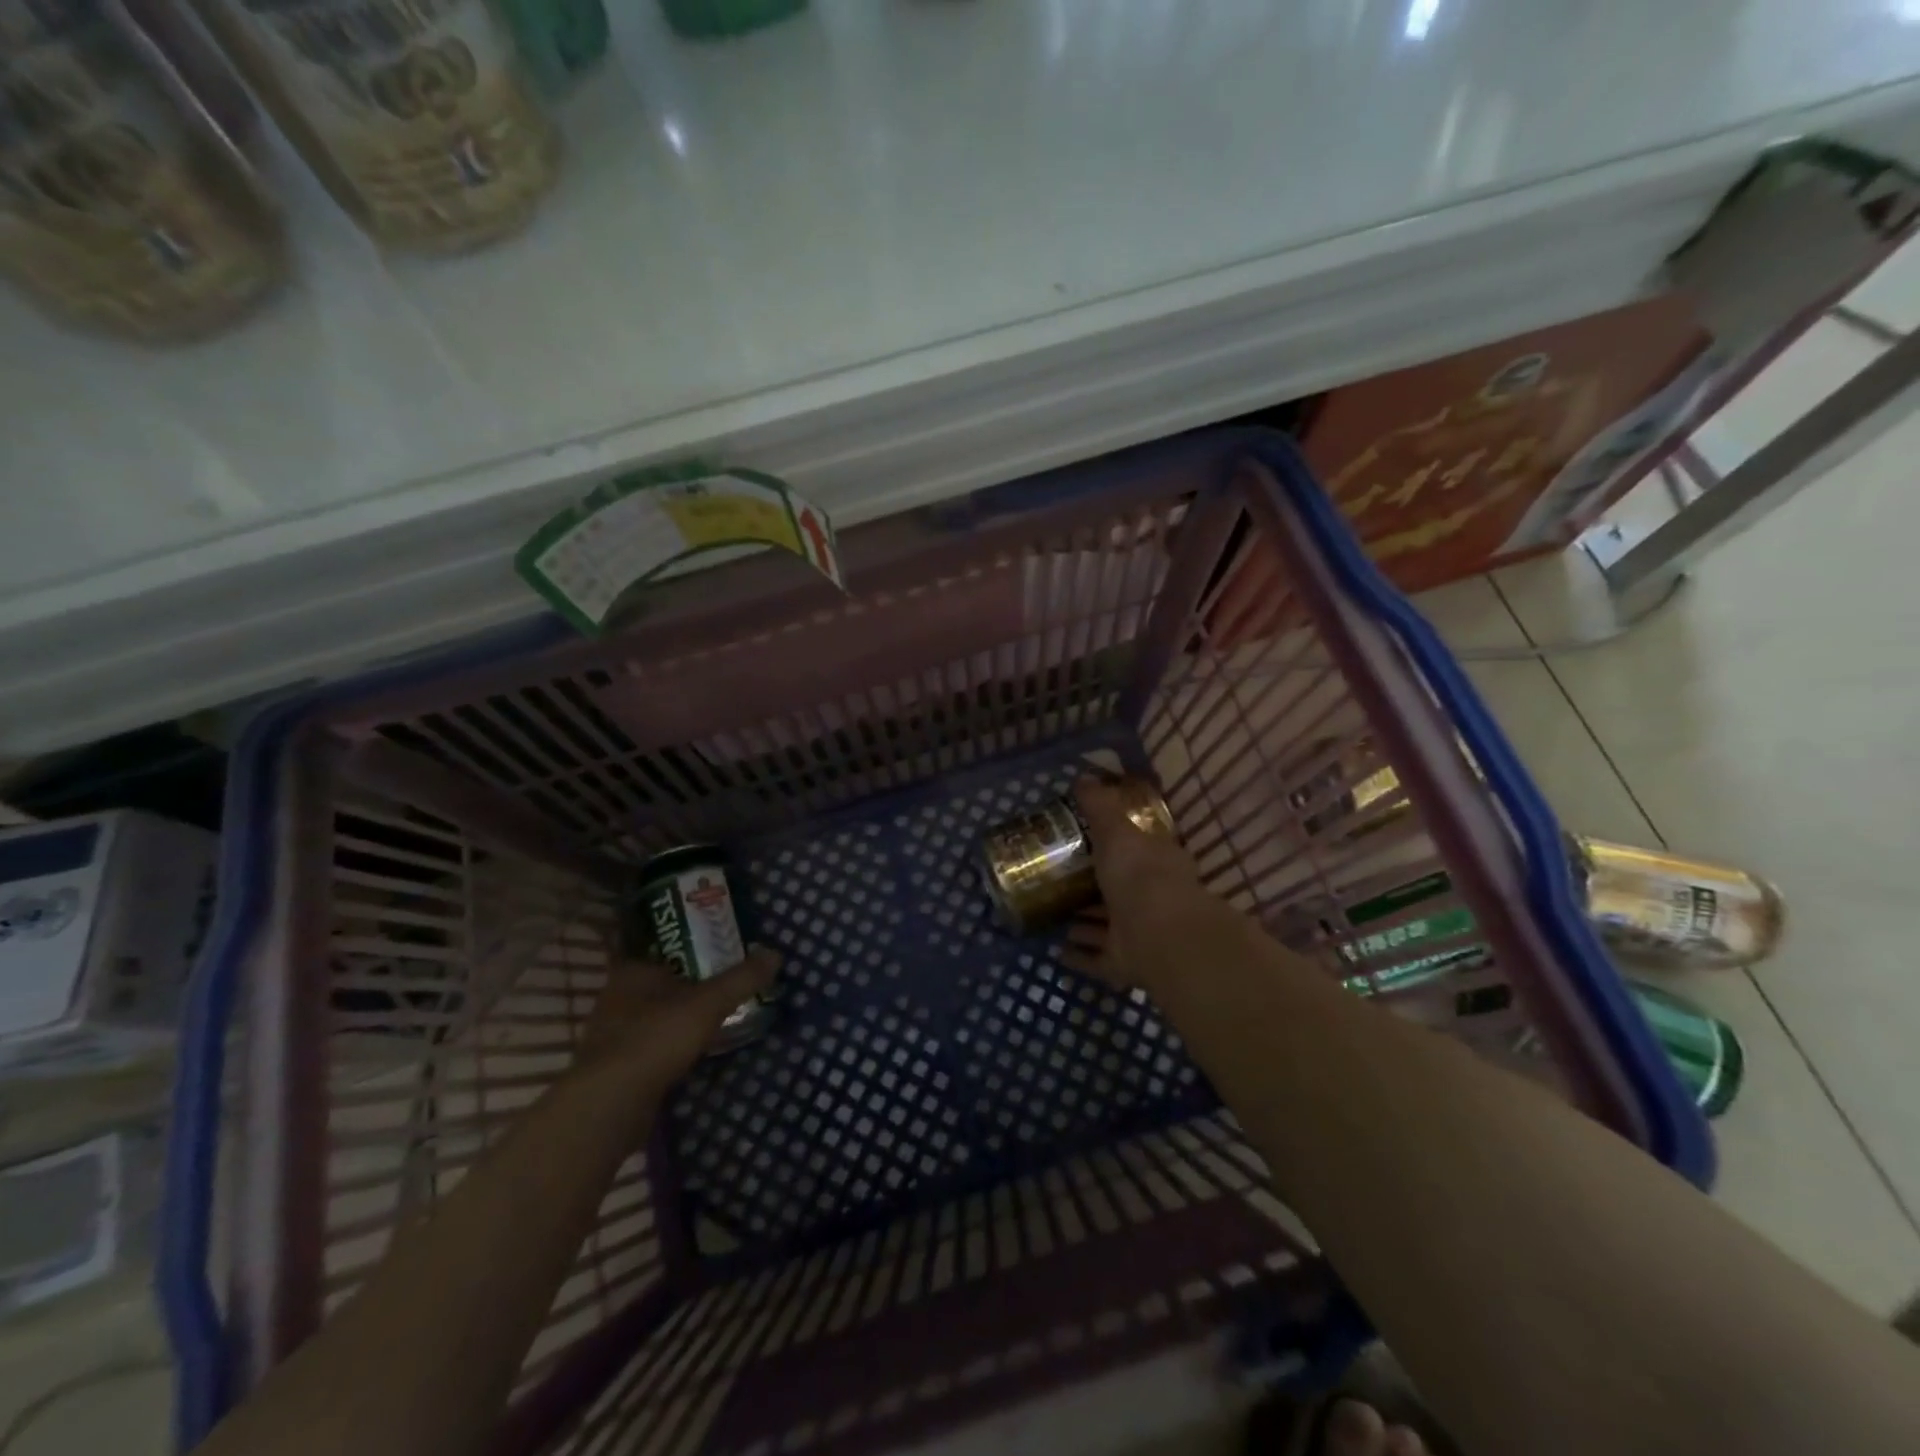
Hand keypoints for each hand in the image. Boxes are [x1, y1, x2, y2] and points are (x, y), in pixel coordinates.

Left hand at [577, 948, 779, 1091]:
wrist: (610, 1105)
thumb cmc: (656, 1038)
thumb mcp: (709, 1003)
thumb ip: (742, 979)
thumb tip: (775, 953)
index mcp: (632, 971)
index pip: (664, 950)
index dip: (692, 951)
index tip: (720, 957)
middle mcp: (615, 997)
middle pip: (660, 985)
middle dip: (689, 989)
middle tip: (724, 990)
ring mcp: (610, 1035)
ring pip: (653, 1018)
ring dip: (678, 1021)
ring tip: (714, 1023)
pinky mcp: (612, 1068)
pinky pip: (648, 1048)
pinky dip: (668, 1050)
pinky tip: (690, 1056)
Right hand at [1060, 777, 1207, 995]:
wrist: (1160, 936)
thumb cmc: (1140, 874)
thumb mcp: (1116, 831)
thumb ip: (1099, 806)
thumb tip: (1084, 776)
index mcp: (1156, 863)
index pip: (1138, 850)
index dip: (1117, 845)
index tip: (1089, 841)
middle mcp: (1151, 898)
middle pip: (1121, 891)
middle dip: (1097, 889)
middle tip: (1064, 881)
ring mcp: (1140, 934)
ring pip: (1109, 927)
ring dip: (1087, 924)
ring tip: (1057, 917)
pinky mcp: (1126, 964)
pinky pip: (1098, 959)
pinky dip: (1081, 956)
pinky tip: (1058, 952)